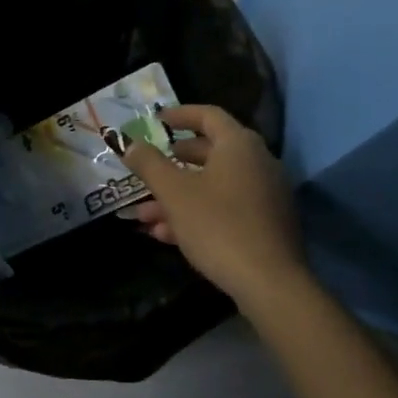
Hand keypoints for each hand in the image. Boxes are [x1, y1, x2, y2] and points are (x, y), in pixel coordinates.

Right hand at [122, 104, 308, 310]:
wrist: (269, 283)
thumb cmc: (218, 225)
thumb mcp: (174, 193)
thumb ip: (149, 164)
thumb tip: (129, 143)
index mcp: (239, 145)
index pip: (209, 115)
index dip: (180, 115)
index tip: (156, 121)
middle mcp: (258, 163)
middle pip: (211, 152)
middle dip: (173, 163)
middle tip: (149, 167)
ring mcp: (265, 195)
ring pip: (214, 185)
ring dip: (178, 196)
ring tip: (145, 215)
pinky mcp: (267, 224)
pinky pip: (226, 208)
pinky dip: (198, 213)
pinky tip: (167, 235)